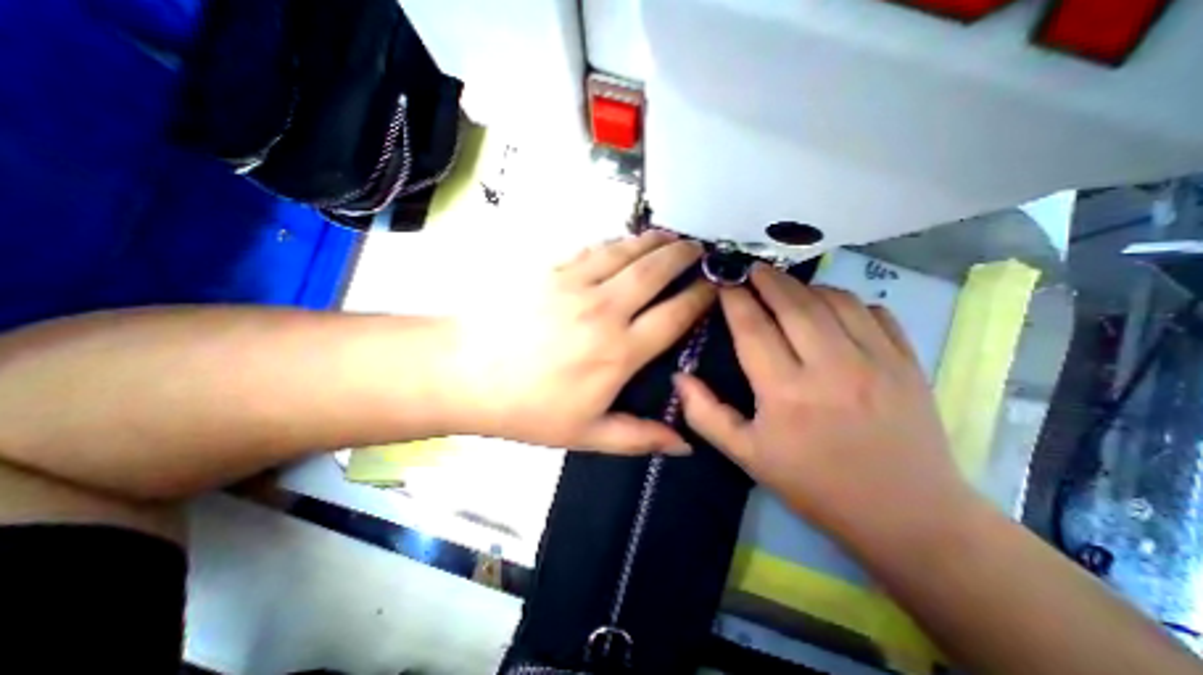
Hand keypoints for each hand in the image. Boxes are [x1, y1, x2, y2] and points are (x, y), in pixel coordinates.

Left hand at [451, 228, 713, 455]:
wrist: (466, 373)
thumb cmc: (528, 409)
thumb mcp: (586, 435)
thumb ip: (639, 437)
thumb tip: (685, 445)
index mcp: (620, 351)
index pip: (675, 315)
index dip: (700, 297)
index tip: (716, 287)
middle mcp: (606, 309)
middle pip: (656, 272)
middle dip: (684, 257)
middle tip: (700, 249)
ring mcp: (577, 284)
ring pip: (627, 252)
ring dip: (654, 242)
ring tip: (672, 237)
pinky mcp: (551, 270)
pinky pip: (594, 249)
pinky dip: (617, 242)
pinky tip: (626, 241)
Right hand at [675, 264, 976, 549]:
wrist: (906, 515)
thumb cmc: (813, 484)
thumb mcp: (747, 455)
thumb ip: (705, 414)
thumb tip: (679, 377)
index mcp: (786, 392)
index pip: (753, 327)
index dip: (734, 299)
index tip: (723, 282)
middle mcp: (830, 367)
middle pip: (793, 304)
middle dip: (767, 280)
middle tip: (751, 269)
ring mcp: (876, 360)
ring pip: (833, 300)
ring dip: (805, 286)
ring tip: (786, 286)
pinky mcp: (908, 362)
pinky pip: (874, 312)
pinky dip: (847, 299)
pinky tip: (832, 306)